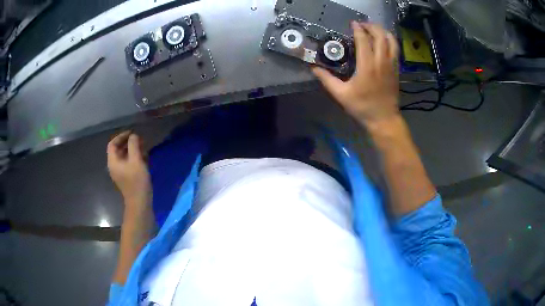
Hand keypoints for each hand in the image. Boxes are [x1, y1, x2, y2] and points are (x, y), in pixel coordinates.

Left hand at [107, 131, 151, 208]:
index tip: (132, 133)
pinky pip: (128, 163)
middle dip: (129, 143)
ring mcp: (120, 172)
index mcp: (113, 161)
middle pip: (118, 149)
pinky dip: (134, 158)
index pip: (112, 143)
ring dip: (133, 150)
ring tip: (144, 148)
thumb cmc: (137, 181)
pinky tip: (144, 159)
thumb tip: (133, 136)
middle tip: (140, 140)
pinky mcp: (126, 177)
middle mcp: (114, 166)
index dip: (121, 136)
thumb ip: (134, 145)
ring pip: (124, 156)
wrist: (140, 203)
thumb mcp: (136, 160)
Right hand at [313, 22, 399, 126]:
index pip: (364, 40)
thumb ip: (327, 79)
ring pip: (391, 41)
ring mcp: (391, 65)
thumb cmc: (362, 107)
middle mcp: (381, 61)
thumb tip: (313, 68)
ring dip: (382, 31)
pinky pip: (396, 49)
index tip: (352, 24)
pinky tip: (383, 41)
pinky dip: (390, 40)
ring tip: (373, 29)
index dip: (358, 29)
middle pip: (380, 36)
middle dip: (371, 26)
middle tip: (362, 25)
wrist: (383, 119)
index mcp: (367, 66)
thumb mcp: (341, 94)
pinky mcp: (396, 69)